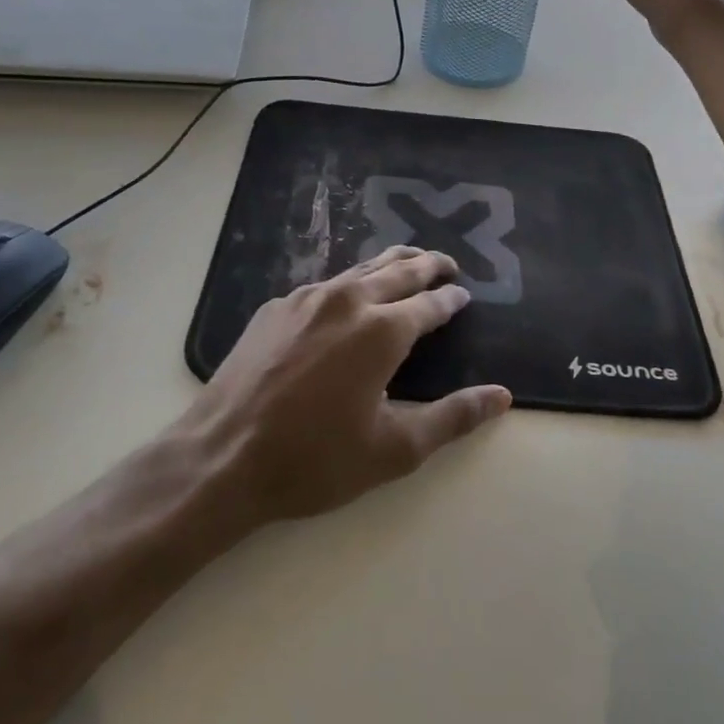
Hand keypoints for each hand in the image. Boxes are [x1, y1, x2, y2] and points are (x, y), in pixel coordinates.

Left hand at [178, 246, 510, 525]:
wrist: (222, 457)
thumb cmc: (314, 459)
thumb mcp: (394, 450)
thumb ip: (453, 418)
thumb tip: (501, 396)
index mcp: (382, 330)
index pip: (430, 303)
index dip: (451, 299)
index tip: (463, 295)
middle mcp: (348, 299)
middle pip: (399, 269)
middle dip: (428, 264)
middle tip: (447, 264)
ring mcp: (307, 298)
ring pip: (361, 268)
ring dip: (391, 265)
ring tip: (409, 264)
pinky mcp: (276, 307)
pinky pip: (326, 284)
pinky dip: (351, 282)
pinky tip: (348, 297)